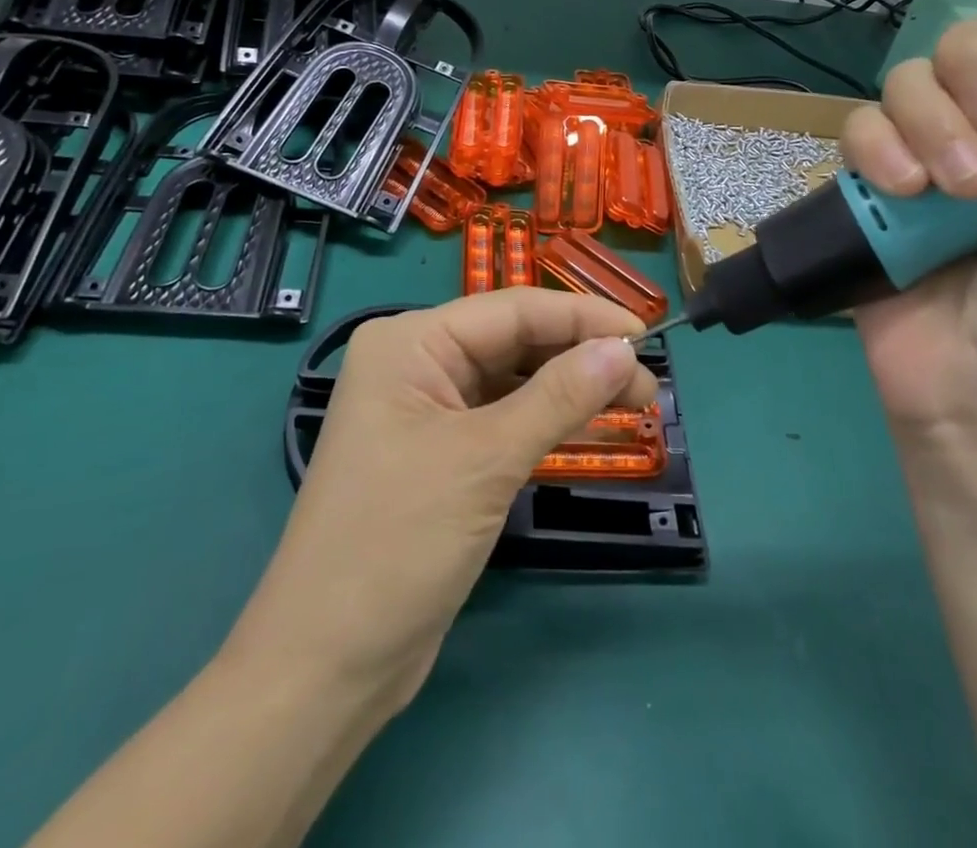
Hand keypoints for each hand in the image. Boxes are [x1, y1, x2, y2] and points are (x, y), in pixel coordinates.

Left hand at [229, 290, 653, 712]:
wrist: (327, 667)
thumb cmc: (398, 542)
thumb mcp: (486, 460)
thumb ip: (559, 397)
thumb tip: (624, 349)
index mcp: (411, 342)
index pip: (513, 310)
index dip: (583, 317)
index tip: (646, 333)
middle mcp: (417, 363)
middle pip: (515, 342)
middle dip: (582, 357)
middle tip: (649, 384)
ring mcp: (428, 410)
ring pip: (515, 381)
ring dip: (572, 390)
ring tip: (638, 405)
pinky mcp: (442, 453)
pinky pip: (506, 419)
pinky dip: (549, 422)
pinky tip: (595, 428)